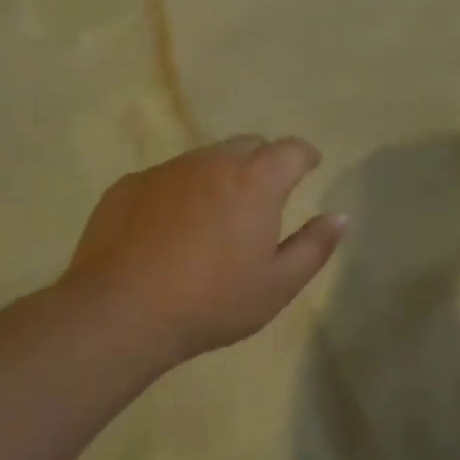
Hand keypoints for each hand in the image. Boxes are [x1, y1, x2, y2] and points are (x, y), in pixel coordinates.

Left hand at [65, 136, 345, 368]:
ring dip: (220, 177)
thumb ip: (314, 246)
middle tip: (264, 196)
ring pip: (204, 160)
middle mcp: (211, 162)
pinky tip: (170, 231)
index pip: (291, 149)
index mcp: (255, 181)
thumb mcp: (278, 285)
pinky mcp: (129, 185)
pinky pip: (167, 178)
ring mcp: (166, 171)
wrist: (120, 313)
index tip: (310, 166)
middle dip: (263, 162)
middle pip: (247, 145)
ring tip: (215, 217)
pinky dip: (180, 193)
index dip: (305, 155)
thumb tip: (339, 216)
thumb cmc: (212, 302)